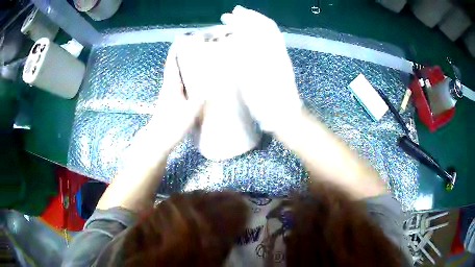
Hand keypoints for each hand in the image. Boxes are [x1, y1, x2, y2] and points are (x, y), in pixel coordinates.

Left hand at [127, 39, 204, 159]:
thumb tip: (214, 85)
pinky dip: (185, 79)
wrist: (159, 140)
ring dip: (183, 68)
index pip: (172, 63)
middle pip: (174, 68)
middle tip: (195, 49)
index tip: (182, 40)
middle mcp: (168, 87)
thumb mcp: (190, 110)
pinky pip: (178, 85)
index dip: (176, 51)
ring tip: (196, 62)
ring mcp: (168, 95)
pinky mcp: (170, 103)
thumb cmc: (172, 124)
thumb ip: (201, 97)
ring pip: (176, 77)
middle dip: (182, 57)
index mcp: (171, 85)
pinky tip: (194, 83)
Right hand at [220, 6, 301, 132]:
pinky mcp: (281, 63)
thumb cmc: (265, 101)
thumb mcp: (251, 79)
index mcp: (268, 52)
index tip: (229, 15)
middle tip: (233, 13)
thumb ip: (245, 56)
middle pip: (264, 26)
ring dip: (255, 24)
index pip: (258, 27)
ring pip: (269, 33)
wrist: (283, 115)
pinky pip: (271, 42)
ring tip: (241, 20)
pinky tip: (252, 36)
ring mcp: (280, 56)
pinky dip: (260, 34)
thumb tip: (239, 36)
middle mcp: (276, 50)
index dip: (243, 18)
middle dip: (248, 17)